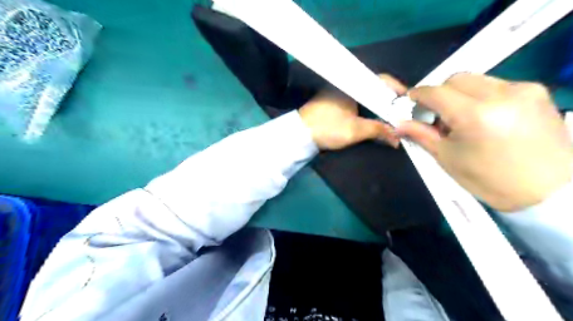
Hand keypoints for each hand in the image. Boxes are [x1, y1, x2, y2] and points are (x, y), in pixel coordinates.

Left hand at [300, 74, 401, 150]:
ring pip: (366, 95)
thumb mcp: (355, 130)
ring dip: (378, 105)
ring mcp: (340, 92)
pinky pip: (358, 101)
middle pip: (375, 87)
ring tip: (392, 116)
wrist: (300, 134)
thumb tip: (397, 138)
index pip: (382, 80)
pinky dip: (367, 108)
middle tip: (403, 112)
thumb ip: (378, 131)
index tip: (409, 102)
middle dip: (389, 100)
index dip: (397, 90)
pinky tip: (374, 117)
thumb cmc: (327, 128)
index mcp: (353, 83)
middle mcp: (348, 83)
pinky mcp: (335, 101)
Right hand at [399, 73, 572, 211]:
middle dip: (440, 93)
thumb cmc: (489, 180)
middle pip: (456, 79)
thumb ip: (421, 135)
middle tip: (436, 115)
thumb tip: (399, 124)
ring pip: (477, 80)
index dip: (418, 95)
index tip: (410, 101)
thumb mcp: (447, 158)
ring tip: (461, 118)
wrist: (549, 191)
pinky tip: (484, 117)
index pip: (436, 92)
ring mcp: (523, 90)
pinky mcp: (537, 92)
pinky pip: (497, 85)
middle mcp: (501, 94)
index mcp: (474, 115)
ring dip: (460, 94)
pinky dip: (481, 96)